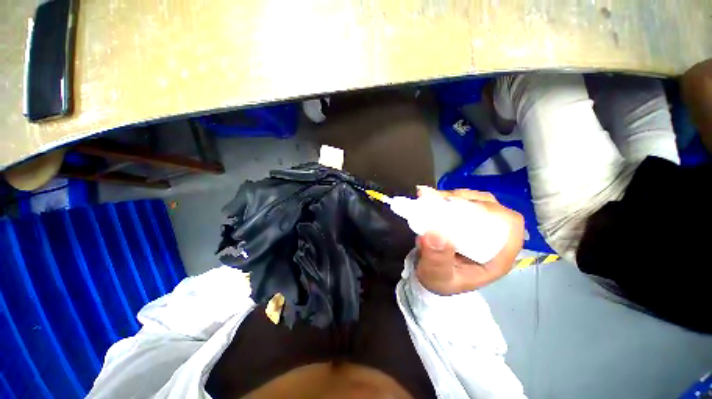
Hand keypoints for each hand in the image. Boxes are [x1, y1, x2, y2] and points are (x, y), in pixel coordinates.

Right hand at [415, 187, 524, 294]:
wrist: (430, 278)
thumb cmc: (440, 281)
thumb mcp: (438, 277)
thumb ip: (437, 260)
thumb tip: (434, 233)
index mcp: (496, 255)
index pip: (510, 225)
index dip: (493, 211)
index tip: (464, 208)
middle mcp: (491, 238)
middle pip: (490, 207)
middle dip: (465, 199)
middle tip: (439, 199)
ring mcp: (476, 227)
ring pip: (474, 201)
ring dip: (454, 197)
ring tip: (433, 198)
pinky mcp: (462, 221)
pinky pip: (459, 203)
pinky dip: (445, 198)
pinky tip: (431, 197)